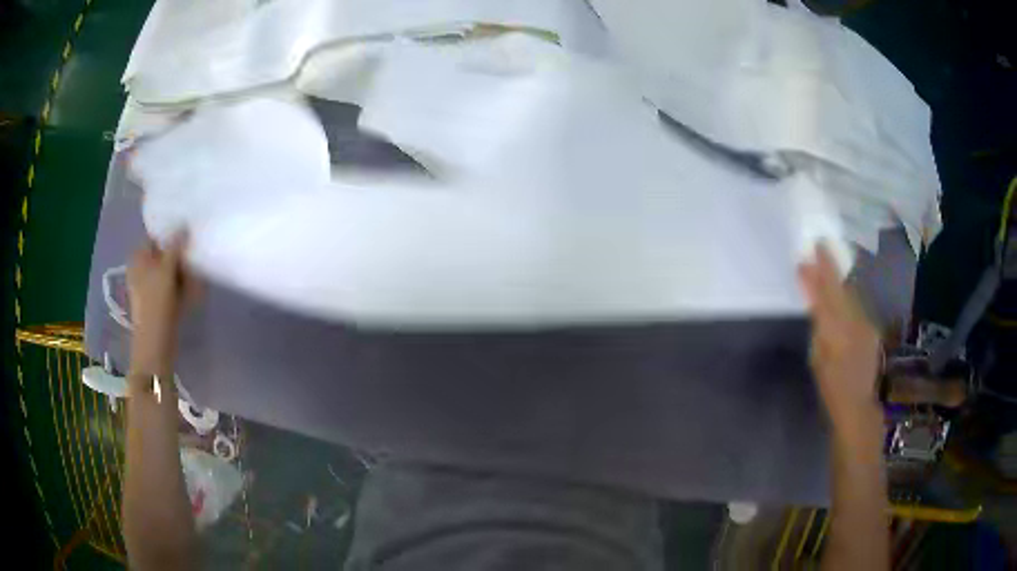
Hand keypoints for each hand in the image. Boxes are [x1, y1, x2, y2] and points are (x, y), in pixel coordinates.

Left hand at [127, 231, 200, 372]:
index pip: (157, 236)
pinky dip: (182, 285)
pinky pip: (172, 285)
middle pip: (165, 253)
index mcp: (138, 257)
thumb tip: (184, 224)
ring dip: (183, 271)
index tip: (189, 231)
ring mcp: (150, 285)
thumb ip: (175, 246)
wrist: (155, 344)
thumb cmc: (156, 304)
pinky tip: (193, 289)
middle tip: (194, 253)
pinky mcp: (158, 300)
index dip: (172, 233)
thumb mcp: (166, 270)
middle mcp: (142, 268)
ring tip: (196, 272)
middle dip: (179, 254)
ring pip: (170, 270)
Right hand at [798, 244, 881, 431]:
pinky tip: (843, 300)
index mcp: (836, 329)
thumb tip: (813, 299)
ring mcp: (866, 324)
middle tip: (820, 248)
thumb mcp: (817, 357)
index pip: (828, 291)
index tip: (815, 245)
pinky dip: (848, 299)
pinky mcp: (872, 329)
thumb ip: (818, 325)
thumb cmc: (830, 386)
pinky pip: (857, 307)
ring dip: (839, 282)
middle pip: (840, 288)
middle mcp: (854, 321)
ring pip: (850, 295)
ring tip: (829, 269)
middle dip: (830, 268)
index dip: (822, 267)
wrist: (857, 405)